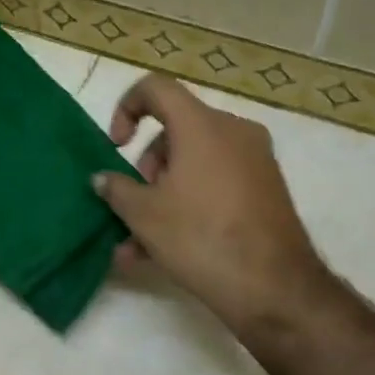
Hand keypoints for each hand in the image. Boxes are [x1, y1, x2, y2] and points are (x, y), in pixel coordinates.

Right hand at [92, 74, 331, 333]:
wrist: (272, 286)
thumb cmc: (200, 237)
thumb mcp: (144, 215)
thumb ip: (117, 189)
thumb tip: (102, 178)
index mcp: (202, 125)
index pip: (156, 88)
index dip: (126, 108)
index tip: (116, 146)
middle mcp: (233, 132)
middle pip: (176, 131)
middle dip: (146, 167)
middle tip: (134, 204)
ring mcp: (255, 161)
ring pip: (194, 164)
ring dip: (162, 197)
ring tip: (135, 245)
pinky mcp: (266, 191)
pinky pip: (215, 185)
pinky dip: (189, 206)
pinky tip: (161, 253)